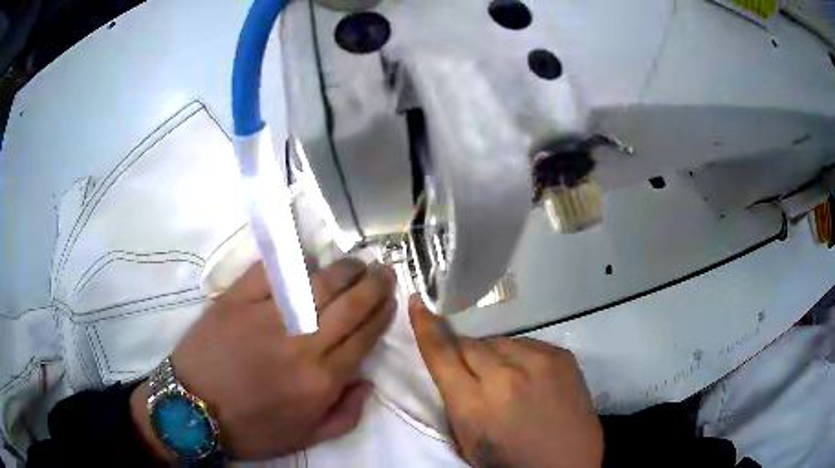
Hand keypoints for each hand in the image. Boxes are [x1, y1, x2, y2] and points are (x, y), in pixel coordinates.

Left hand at [131, 259, 396, 459]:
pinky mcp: (237, 299)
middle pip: (349, 305)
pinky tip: (309, 258)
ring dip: (344, 269)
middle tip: (384, 270)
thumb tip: (367, 382)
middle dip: (373, 284)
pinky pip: (272, 271)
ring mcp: (268, 316)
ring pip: (319, 283)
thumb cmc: (250, 428)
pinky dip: (294, 261)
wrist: (192, 410)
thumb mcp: (305, 438)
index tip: (392, 298)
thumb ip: (345, 415)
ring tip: (356, 261)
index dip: (382, 314)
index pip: (364, 338)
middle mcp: (302, 344)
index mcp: (321, 380)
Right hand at [409, 296, 602, 467]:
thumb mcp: (467, 439)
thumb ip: (455, 399)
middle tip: (474, 376)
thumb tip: (452, 365)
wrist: (567, 464)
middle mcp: (505, 376)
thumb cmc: (508, 461)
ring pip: (499, 341)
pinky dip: (520, 356)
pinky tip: (528, 377)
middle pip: (470, 344)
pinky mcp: (561, 356)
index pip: (442, 354)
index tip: (417, 303)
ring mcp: (538, 362)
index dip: (426, 327)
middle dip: (464, 356)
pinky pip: (527, 343)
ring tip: (506, 379)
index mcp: (475, 404)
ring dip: (493, 356)